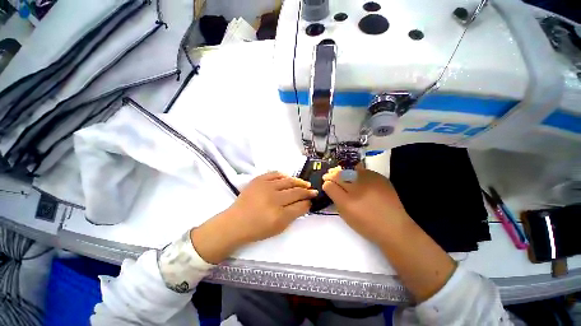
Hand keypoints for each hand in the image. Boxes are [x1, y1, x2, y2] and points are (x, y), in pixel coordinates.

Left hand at [191, 172, 316, 262]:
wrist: (235, 222)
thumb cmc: (257, 229)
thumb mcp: (278, 228)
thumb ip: (293, 215)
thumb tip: (304, 204)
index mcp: (279, 215)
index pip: (300, 206)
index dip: (308, 202)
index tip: (312, 200)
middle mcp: (273, 199)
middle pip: (296, 192)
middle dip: (307, 192)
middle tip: (313, 191)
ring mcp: (265, 187)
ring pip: (288, 181)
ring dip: (299, 182)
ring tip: (305, 183)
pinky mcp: (258, 180)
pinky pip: (275, 174)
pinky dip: (283, 175)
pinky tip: (288, 178)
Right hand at [322, 166, 409, 244]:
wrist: (394, 227)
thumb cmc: (366, 225)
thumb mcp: (346, 215)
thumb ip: (336, 199)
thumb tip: (330, 186)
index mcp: (347, 202)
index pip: (330, 185)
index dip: (326, 183)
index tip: (326, 183)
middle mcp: (358, 189)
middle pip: (339, 175)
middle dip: (332, 175)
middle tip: (330, 176)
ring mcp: (370, 181)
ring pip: (350, 169)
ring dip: (343, 172)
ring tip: (342, 175)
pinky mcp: (380, 178)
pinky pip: (363, 170)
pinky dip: (356, 172)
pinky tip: (356, 177)